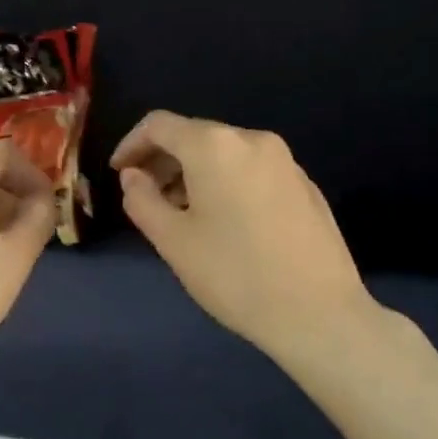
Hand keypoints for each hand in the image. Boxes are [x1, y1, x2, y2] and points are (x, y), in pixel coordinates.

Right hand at [111, 111, 376, 365]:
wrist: (319, 313)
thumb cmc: (234, 274)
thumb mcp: (173, 241)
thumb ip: (142, 199)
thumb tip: (134, 176)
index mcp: (215, 146)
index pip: (159, 125)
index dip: (131, 144)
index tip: (118, 173)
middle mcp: (252, 140)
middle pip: (195, 135)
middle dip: (163, 161)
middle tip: (146, 197)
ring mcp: (285, 161)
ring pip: (225, 153)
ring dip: (194, 173)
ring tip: (181, 214)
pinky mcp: (305, 185)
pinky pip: (251, 170)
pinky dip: (225, 182)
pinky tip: (224, 222)